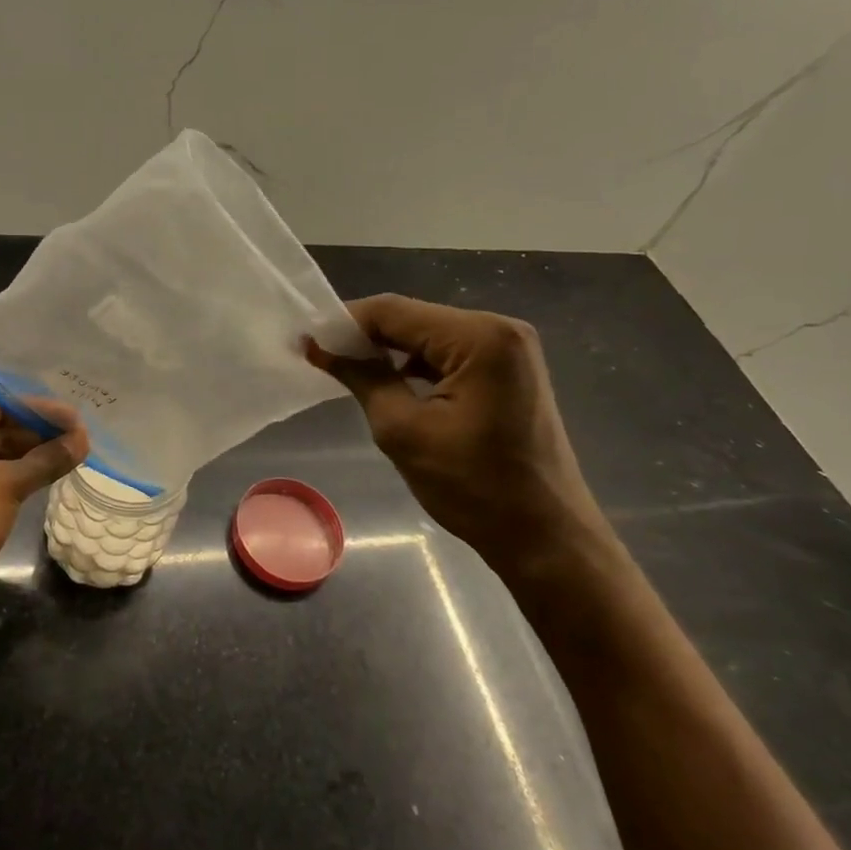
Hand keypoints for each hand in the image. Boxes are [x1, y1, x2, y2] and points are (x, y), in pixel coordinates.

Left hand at [0, 396, 88, 641]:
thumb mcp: (3, 487)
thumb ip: (44, 460)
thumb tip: (82, 440)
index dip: (37, 409)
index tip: (76, 417)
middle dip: (39, 432)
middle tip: (82, 437)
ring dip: (34, 456)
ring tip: (76, 454)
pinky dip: (23, 479)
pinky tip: (52, 478)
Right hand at [306, 295, 617, 581]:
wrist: (544, 537)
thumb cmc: (474, 487)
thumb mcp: (404, 431)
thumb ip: (362, 377)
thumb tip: (320, 348)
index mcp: (480, 337)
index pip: (394, 312)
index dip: (345, 323)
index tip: (306, 342)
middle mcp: (500, 328)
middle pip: (414, 319)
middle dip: (366, 338)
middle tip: (321, 358)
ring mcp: (510, 349)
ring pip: (429, 336)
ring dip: (389, 352)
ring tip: (348, 372)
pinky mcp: (510, 370)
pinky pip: (450, 354)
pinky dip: (416, 366)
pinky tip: (390, 384)